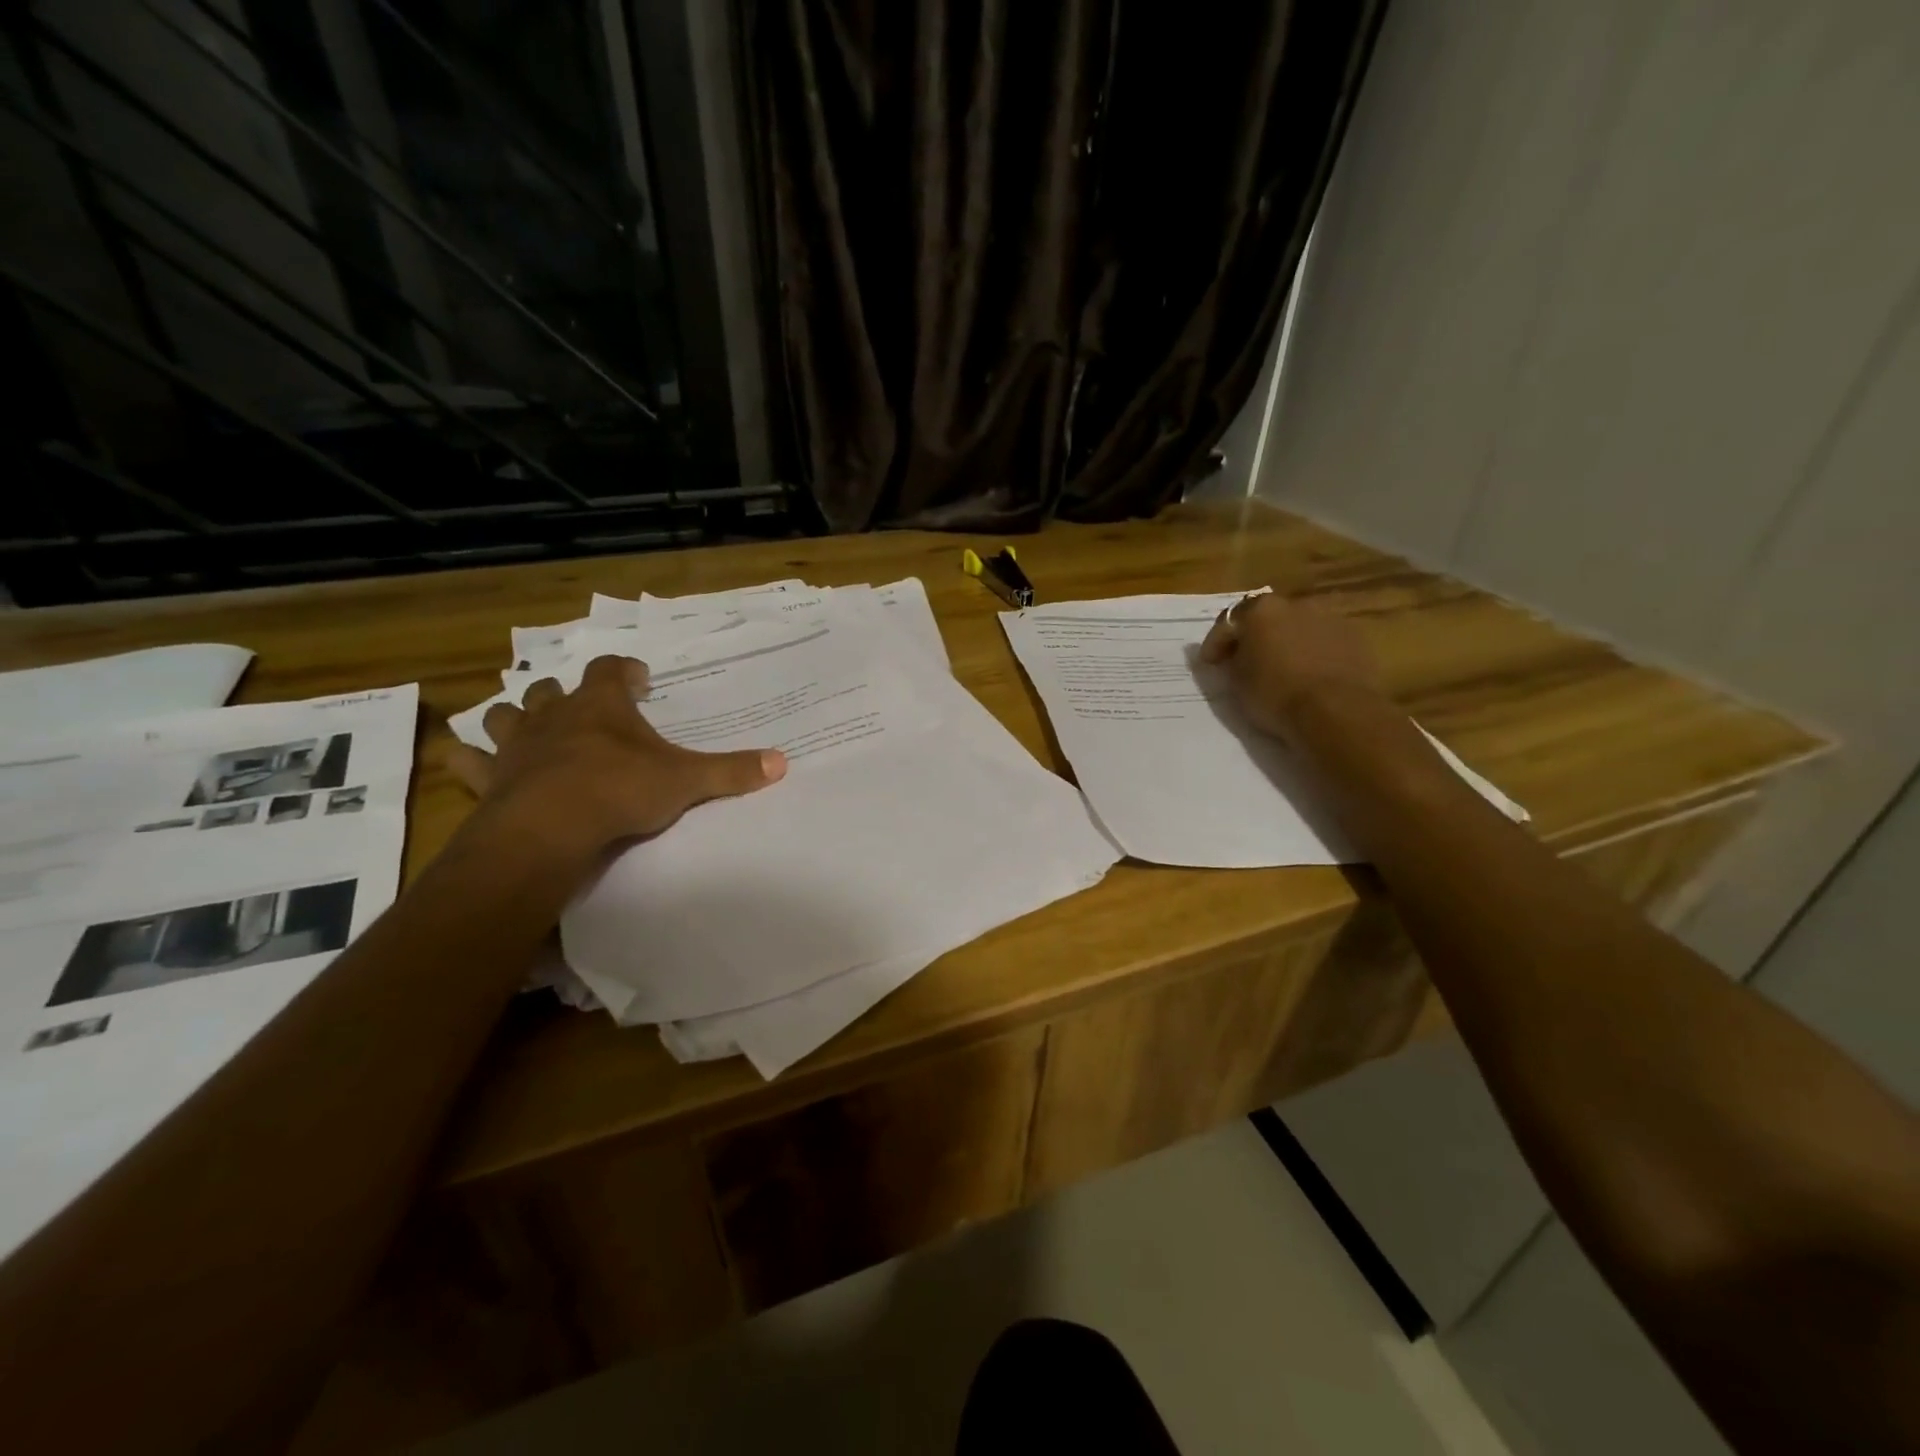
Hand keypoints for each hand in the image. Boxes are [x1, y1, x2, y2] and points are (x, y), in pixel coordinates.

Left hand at [444, 654, 785, 858]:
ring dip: (514, 717)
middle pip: (551, 688)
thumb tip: (783, 762)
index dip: (627, 670)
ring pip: (506, 716)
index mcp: (602, 706)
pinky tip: (462, 759)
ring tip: (526, 726)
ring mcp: (517, 745)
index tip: (641, 680)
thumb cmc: (622, 790)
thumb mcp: (686, 781)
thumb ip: (732, 771)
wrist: (552, 828)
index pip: (613, 669)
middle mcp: (555, 716)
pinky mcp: (491, 778)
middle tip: (583, 707)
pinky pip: (469, 761)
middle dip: (566, 693)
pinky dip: (466, 759)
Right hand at [1199, 591, 1385, 741]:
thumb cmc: (1275, 693)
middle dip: (1255, 636)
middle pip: (1267, 617)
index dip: (1216, 642)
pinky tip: (1310, 673)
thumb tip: (1238, 655)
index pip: (1229, 620)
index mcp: (1262, 609)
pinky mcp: (1355, 637)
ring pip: (1298, 626)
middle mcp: (1296, 604)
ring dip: (1287, 641)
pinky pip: (1324, 641)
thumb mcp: (1238, 680)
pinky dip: (1313, 651)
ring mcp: (1329, 618)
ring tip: (1282, 667)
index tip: (1210, 663)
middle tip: (1246, 661)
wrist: (1335, 710)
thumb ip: (1234, 660)